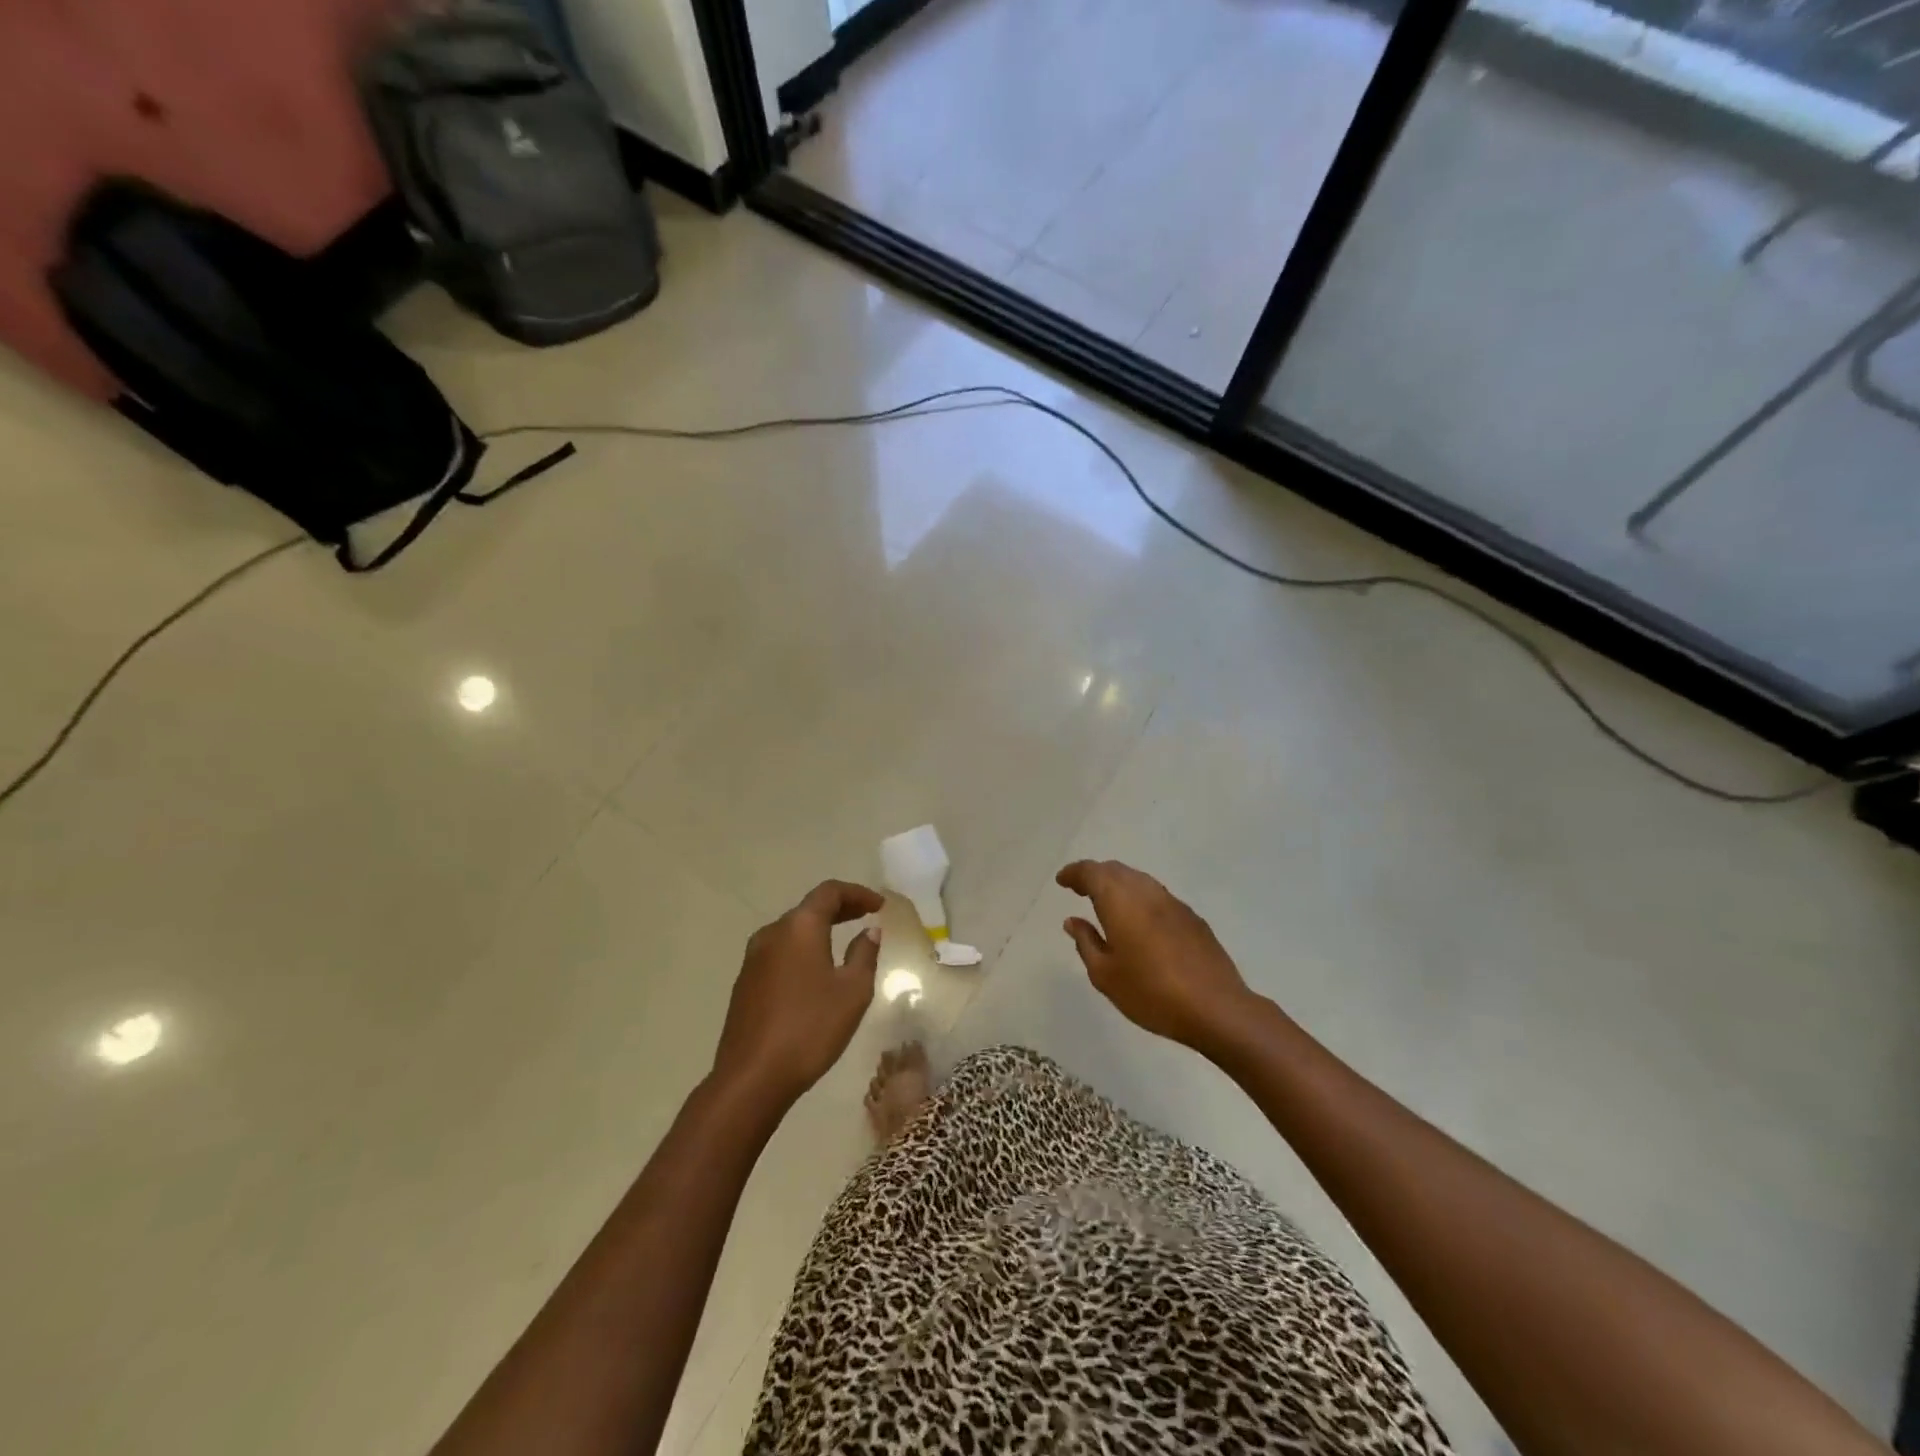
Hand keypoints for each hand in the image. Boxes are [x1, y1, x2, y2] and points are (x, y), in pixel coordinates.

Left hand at [712, 880, 884, 1109]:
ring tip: (843, 941)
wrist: (751, 1078)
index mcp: (799, 927)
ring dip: (819, 929)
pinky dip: (802, 949)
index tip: (879, 905)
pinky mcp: (745, 983)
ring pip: (792, 931)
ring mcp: (753, 958)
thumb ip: (864, 954)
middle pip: (809, 908)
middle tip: (866, 916)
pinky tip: (815, 971)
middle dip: (840, 909)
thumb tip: (868, 932)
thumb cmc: (810, 1028)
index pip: (829, 892)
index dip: (857, 893)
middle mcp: (772, 933)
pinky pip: (780, 952)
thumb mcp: (853, 991)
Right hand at [1057, 859, 1253, 1052]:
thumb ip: (1086, 943)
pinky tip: (1139, 920)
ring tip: (1107, 903)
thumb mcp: (1105, 974)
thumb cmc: (1150, 992)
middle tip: (1080, 889)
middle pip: (1116, 870)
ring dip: (1119, 884)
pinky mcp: (1192, 918)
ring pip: (1139, 880)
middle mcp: (1146, 892)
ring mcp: (1173, 903)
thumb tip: (1073, 921)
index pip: (1092, 872)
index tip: (1062, 881)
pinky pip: (1158, 896)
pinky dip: (1140, 898)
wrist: (1215, 1007)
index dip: (1074, 873)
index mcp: (1120, 901)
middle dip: (1095, 875)